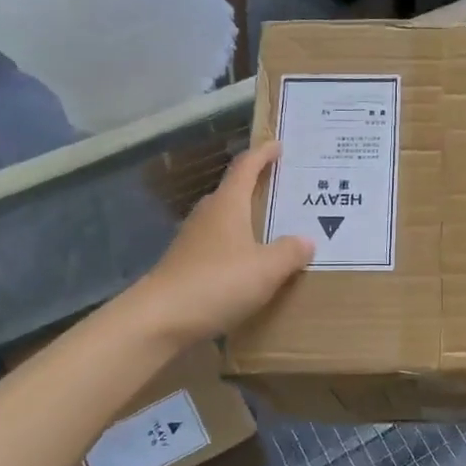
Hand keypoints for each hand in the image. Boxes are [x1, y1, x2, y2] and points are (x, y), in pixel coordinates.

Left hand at [130, 142, 313, 344]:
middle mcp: (208, 215)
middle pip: (234, 191)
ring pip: (226, 220)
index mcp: (228, 205)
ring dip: (248, 219)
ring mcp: (193, 240)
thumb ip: (290, 252)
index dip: (263, 154)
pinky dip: (238, 246)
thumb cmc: (216, 283)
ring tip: (275, 228)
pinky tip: (252, 264)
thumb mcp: (266, 269)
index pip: (246, 167)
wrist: (158, 320)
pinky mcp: (186, 264)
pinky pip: (220, 245)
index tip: (278, 145)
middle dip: (258, 187)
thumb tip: (307, 240)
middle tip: (286, 191)